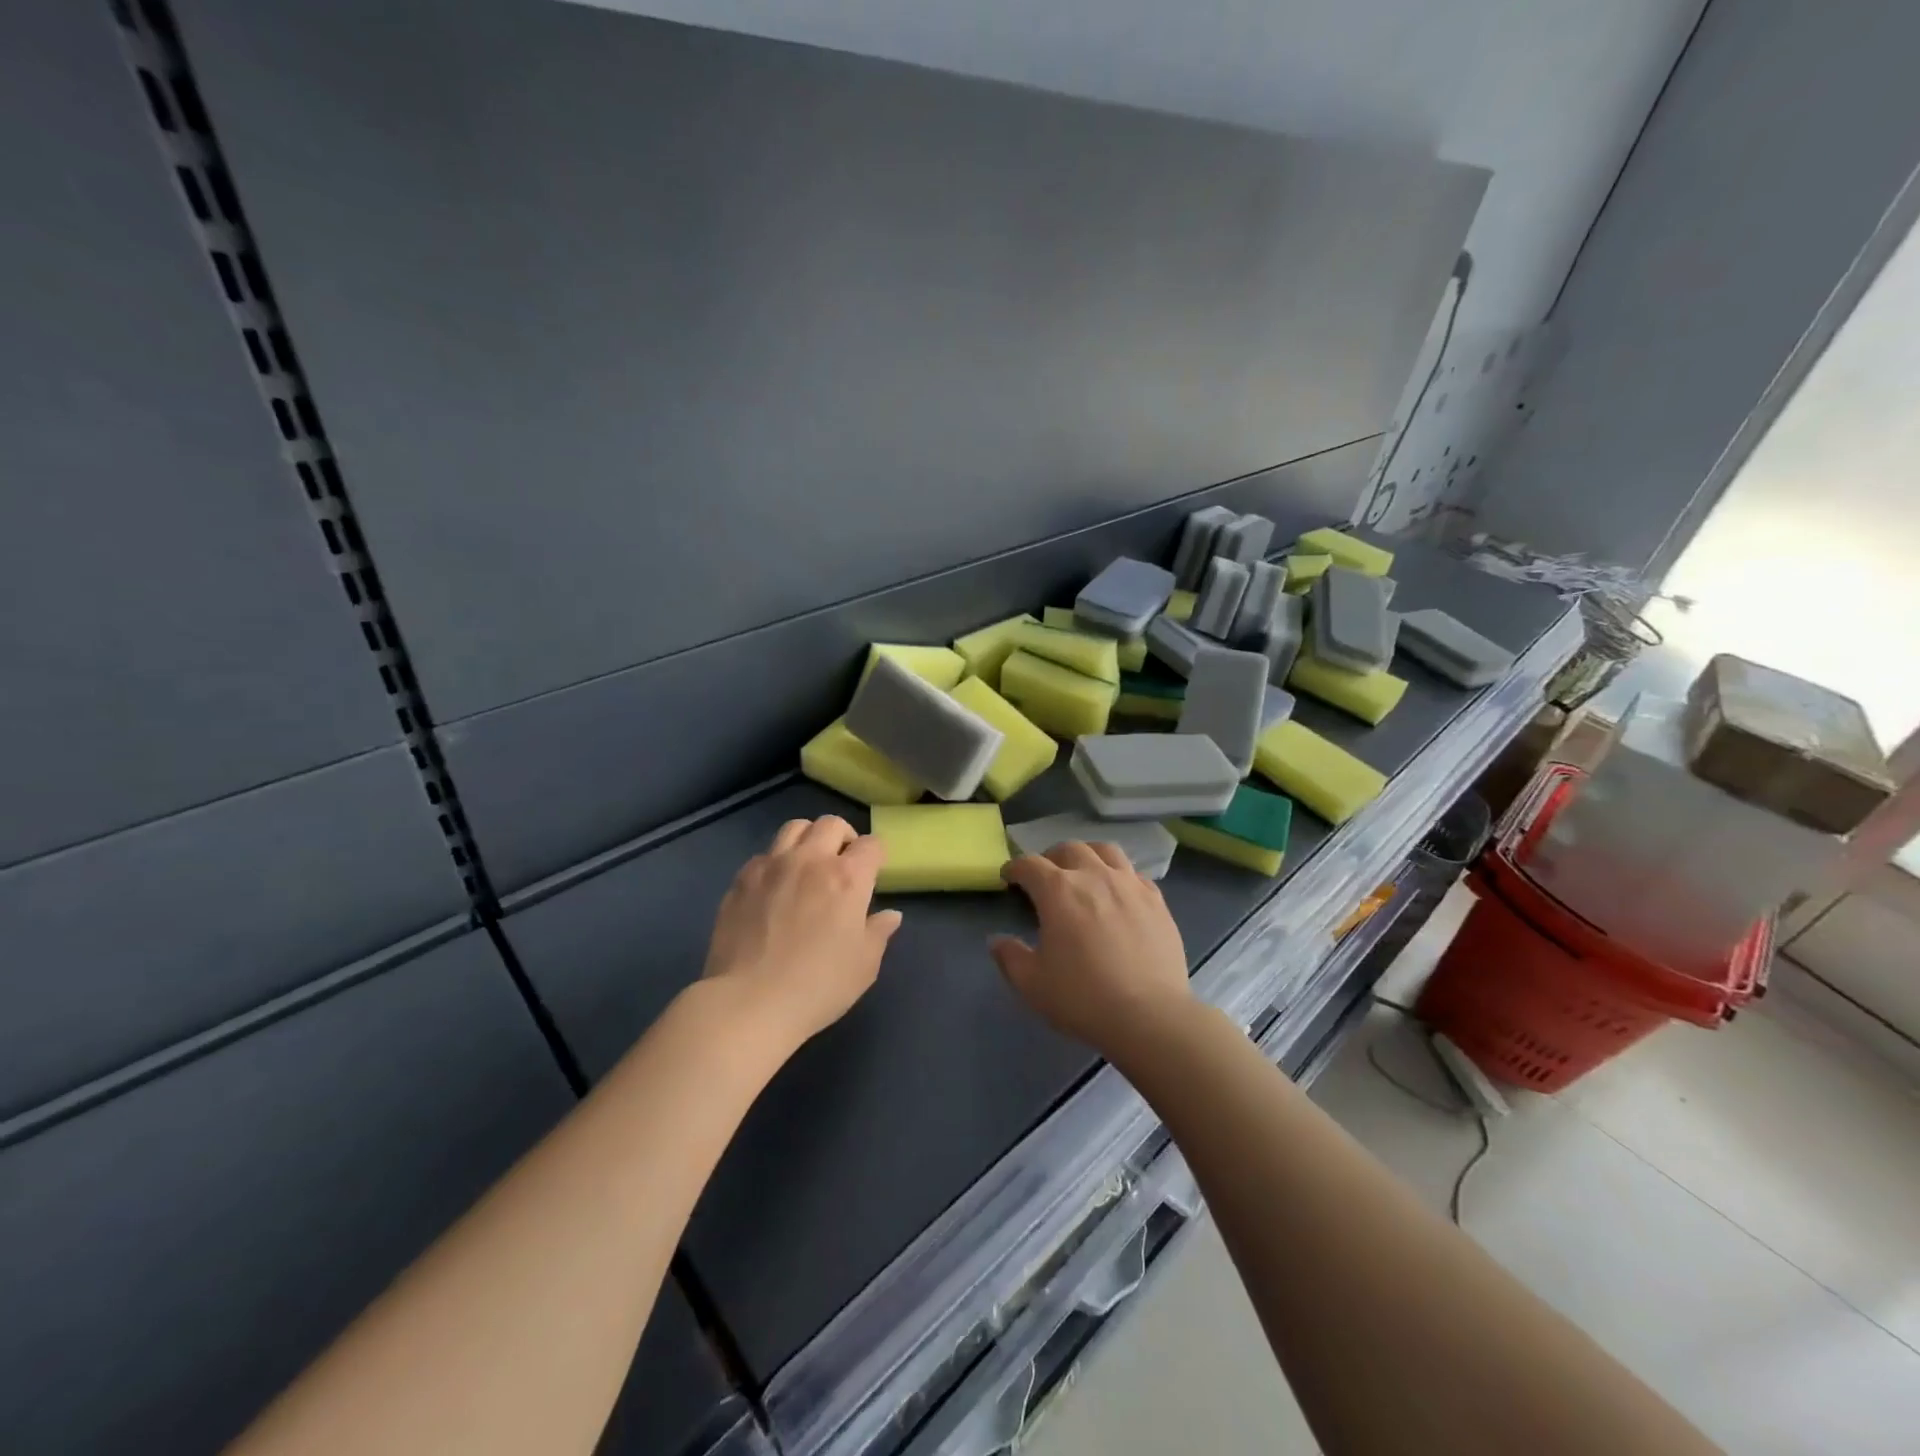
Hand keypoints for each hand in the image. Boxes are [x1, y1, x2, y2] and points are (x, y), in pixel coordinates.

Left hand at [702, 815, 902, 1050]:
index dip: (876, 855)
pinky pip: (764, 854)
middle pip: (831, 824)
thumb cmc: (818, 986)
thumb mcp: (864, 965)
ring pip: (794, 828)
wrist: (748, 1002)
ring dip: (808, 839)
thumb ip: (879, 932)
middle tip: (843, 864)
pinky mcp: (741, 880)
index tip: (874, 872)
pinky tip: (774, 888)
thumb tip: (890, 915)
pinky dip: (776, 862)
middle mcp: (810, 860)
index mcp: (847, 877)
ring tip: (807, 865)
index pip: (871, 845)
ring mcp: (771, 865)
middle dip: (844, 837)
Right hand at [991, 843, 1194, 1061]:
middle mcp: (1094, 876)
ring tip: (1084, 873)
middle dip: (1051, 858)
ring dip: (1088, 856)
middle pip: (1069, 849)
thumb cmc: (1083, 998)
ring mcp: (1129, 885)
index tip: (1009, 878)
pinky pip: (1134, 874)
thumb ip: (1010, 957)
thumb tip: (997, 941)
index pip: (1029, 864)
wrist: (1150, 1016)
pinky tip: (1119, 895)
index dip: (1015, 868)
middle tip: (1045, 878)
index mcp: (1058, 891)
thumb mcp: (1032, 984)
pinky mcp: (1157, 900)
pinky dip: (1120, 876)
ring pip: (1106, 851)